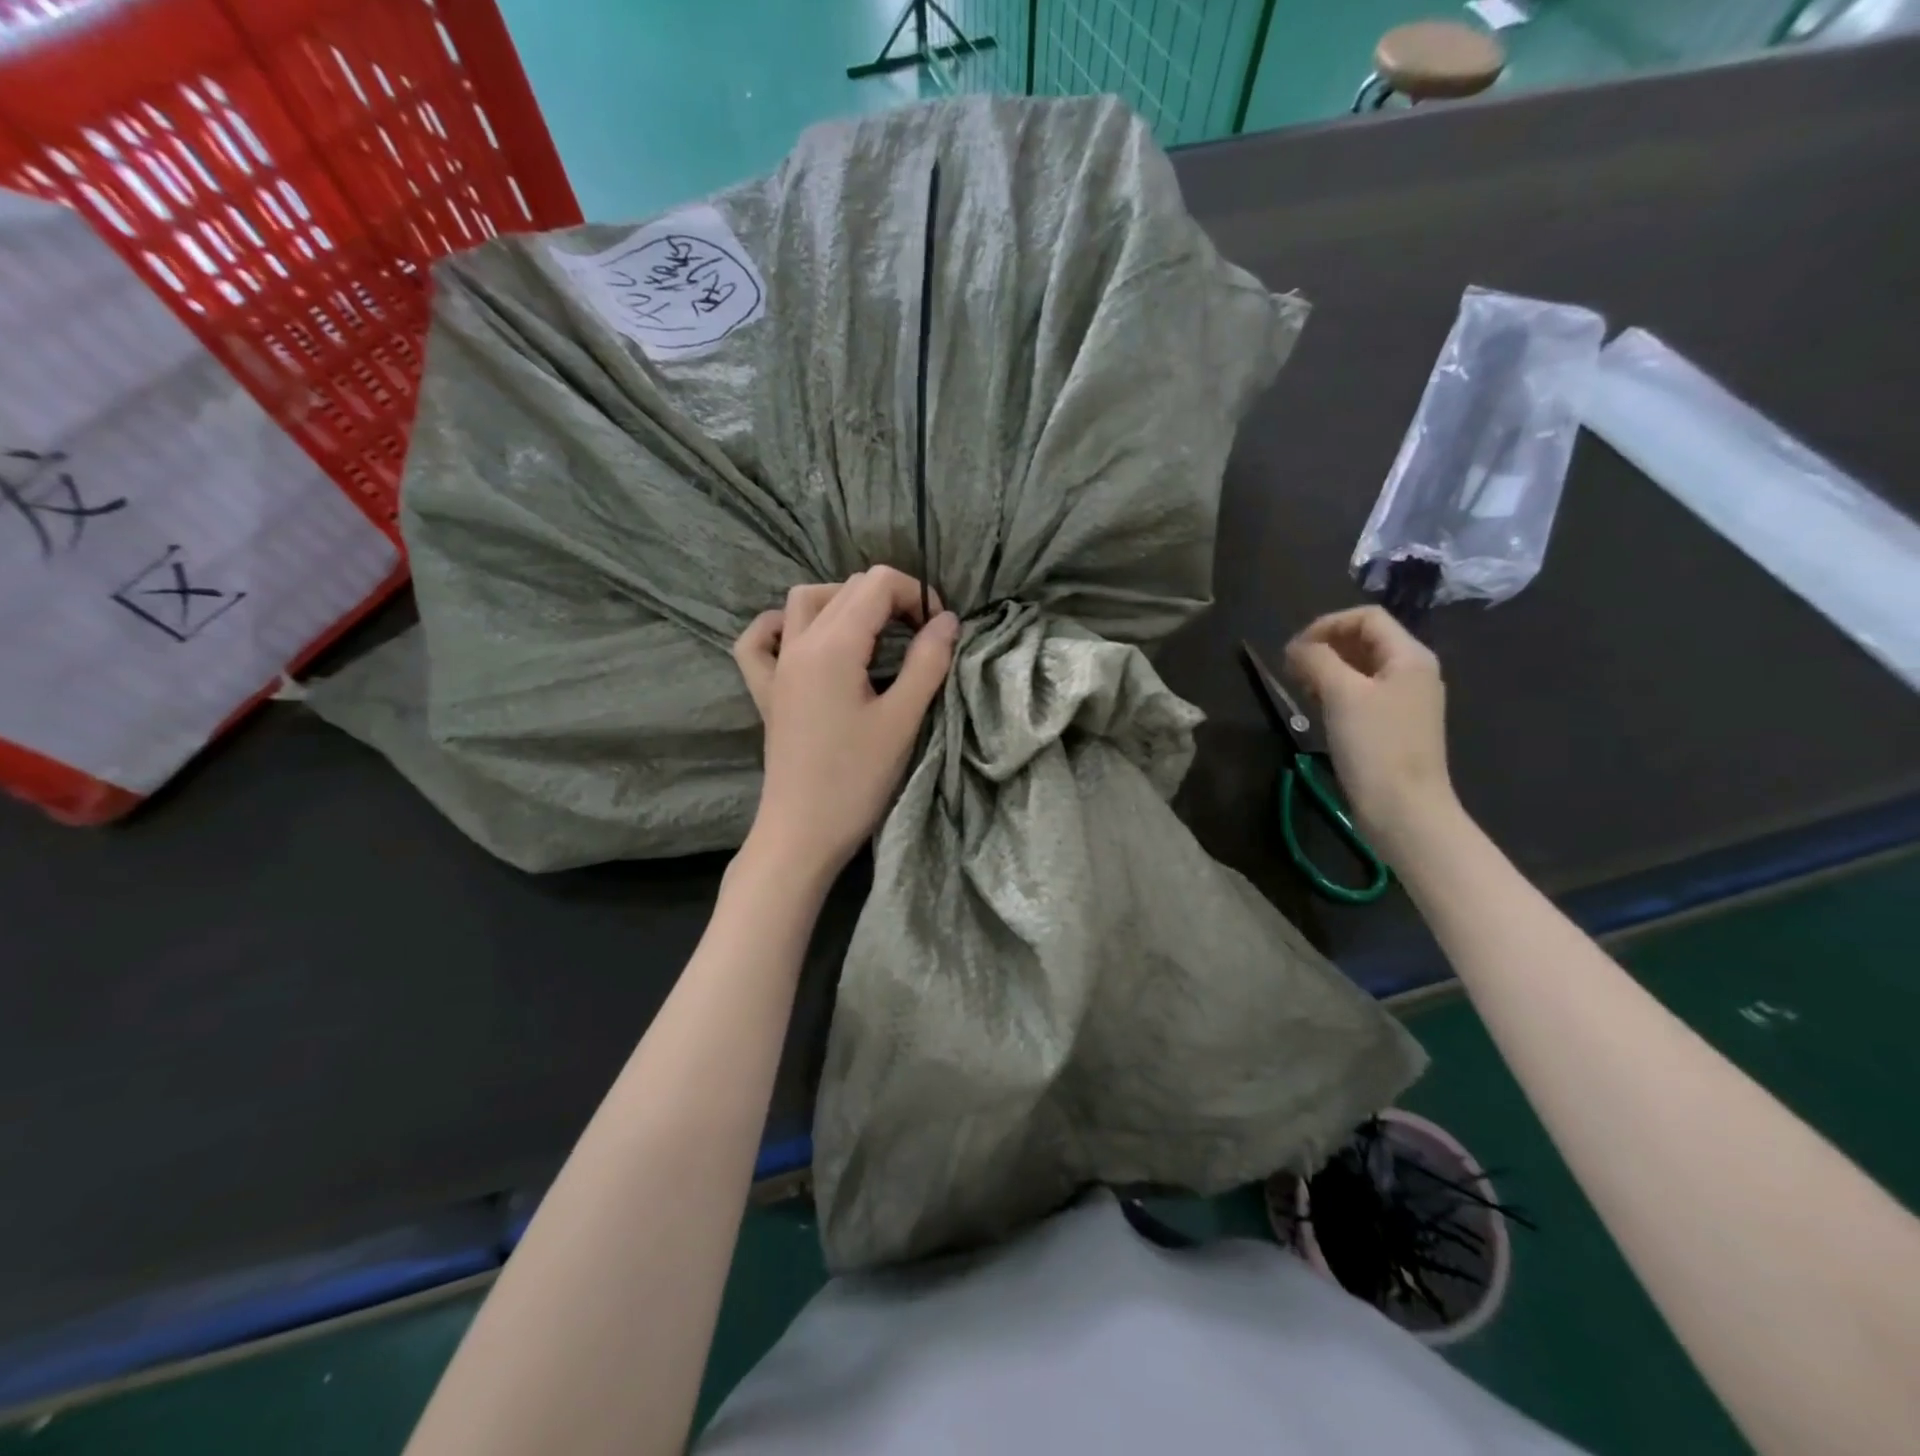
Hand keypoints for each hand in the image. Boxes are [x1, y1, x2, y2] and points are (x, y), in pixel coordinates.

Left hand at [732, 568, 958, 881]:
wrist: (802, 832)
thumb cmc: (856, 780)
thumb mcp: (902, 720)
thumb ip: (927, 663)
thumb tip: (947, 620)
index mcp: (834, 646)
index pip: (877, 584)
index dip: (916, 594)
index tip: (938, 629)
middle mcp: (799, 644)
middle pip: (846, 588)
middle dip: (890, 598)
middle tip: (920, 636)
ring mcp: (777, 666)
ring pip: (804, 602)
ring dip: (843, 602)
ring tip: (873, 634)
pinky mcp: (766, 691)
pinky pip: (760, 639)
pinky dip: (782, 627)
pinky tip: (804, 641)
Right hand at [1285, 605, 1457, 857]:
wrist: (1403, 809)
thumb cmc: (1375, 746)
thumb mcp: (1341, 694)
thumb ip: (1317, 659)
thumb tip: (1297, 647)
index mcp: (1409, 657)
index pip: (1366, 617)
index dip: (1326, 625)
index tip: (1293, 650)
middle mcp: (1412, 672)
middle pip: (1364, 640)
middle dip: (1324, 646)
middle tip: (1292, 669)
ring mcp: (1405, 700)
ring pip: (1360, 668)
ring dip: (1327, 669)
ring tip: (1301, 687)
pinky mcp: (1393, 726)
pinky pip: (1362, 693)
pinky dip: (1336, 691)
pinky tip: (1318, 709)